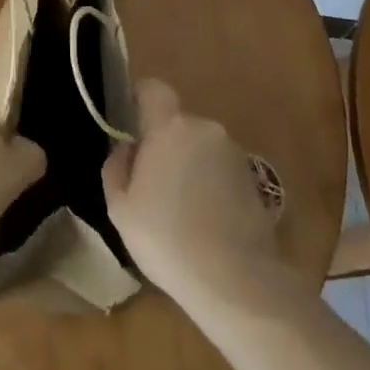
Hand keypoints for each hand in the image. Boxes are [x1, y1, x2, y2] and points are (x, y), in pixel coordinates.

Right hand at [103, 79, 289, 315]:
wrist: (235, 280)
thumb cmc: (166, 238)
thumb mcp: (120, 208)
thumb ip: (116, 166)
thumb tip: (127, 147)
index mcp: (170, 126)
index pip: (154, 88)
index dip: (140, 97)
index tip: (131, 121)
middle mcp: (204, 129)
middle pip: (177, 124)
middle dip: (164, 145)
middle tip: (152, 184)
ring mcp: (233, 153)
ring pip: (200, 148)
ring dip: (189, 166)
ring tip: (180, 211)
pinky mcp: (254, 180)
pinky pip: (221, 170)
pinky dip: (211, 186)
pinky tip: (205, 223)